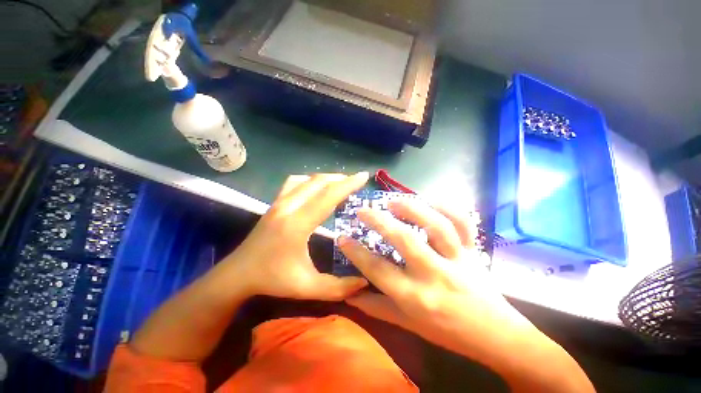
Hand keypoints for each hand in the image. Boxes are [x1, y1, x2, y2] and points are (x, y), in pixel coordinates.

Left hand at [221, 173, 369, 300]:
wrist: (238, 274)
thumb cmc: (272, 280)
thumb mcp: (307, 288)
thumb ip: (338, 288)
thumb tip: (364, 281)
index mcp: (297, 224)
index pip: (327, 196)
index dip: (348, 185)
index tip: (363, 176)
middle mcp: (288, 207)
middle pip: (319, 183)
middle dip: (341, 179)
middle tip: (357, 181)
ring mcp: (279, 202)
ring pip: (307, 180)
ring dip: (327, 178)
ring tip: (341, 183)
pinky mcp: (274, 203)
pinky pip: (294, 182)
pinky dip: (310, 180)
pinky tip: (317, 187)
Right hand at [338, 199, 530, 348]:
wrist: (496, 336)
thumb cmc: (447, 332)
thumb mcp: (408, 325)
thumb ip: (377, 309)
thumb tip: (350, 296)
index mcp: (416, 297)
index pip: (377, 269)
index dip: (356, 252)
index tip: (342, 237)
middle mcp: (435, 274)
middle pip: (404, 240)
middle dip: (379, 221)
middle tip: (362, 210)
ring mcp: (457, 259)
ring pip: (436, 226)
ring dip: (413, 209)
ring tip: (393, 202)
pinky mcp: (473, 251)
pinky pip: (463, 223)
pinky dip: (448, 207)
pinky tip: (431, 200)